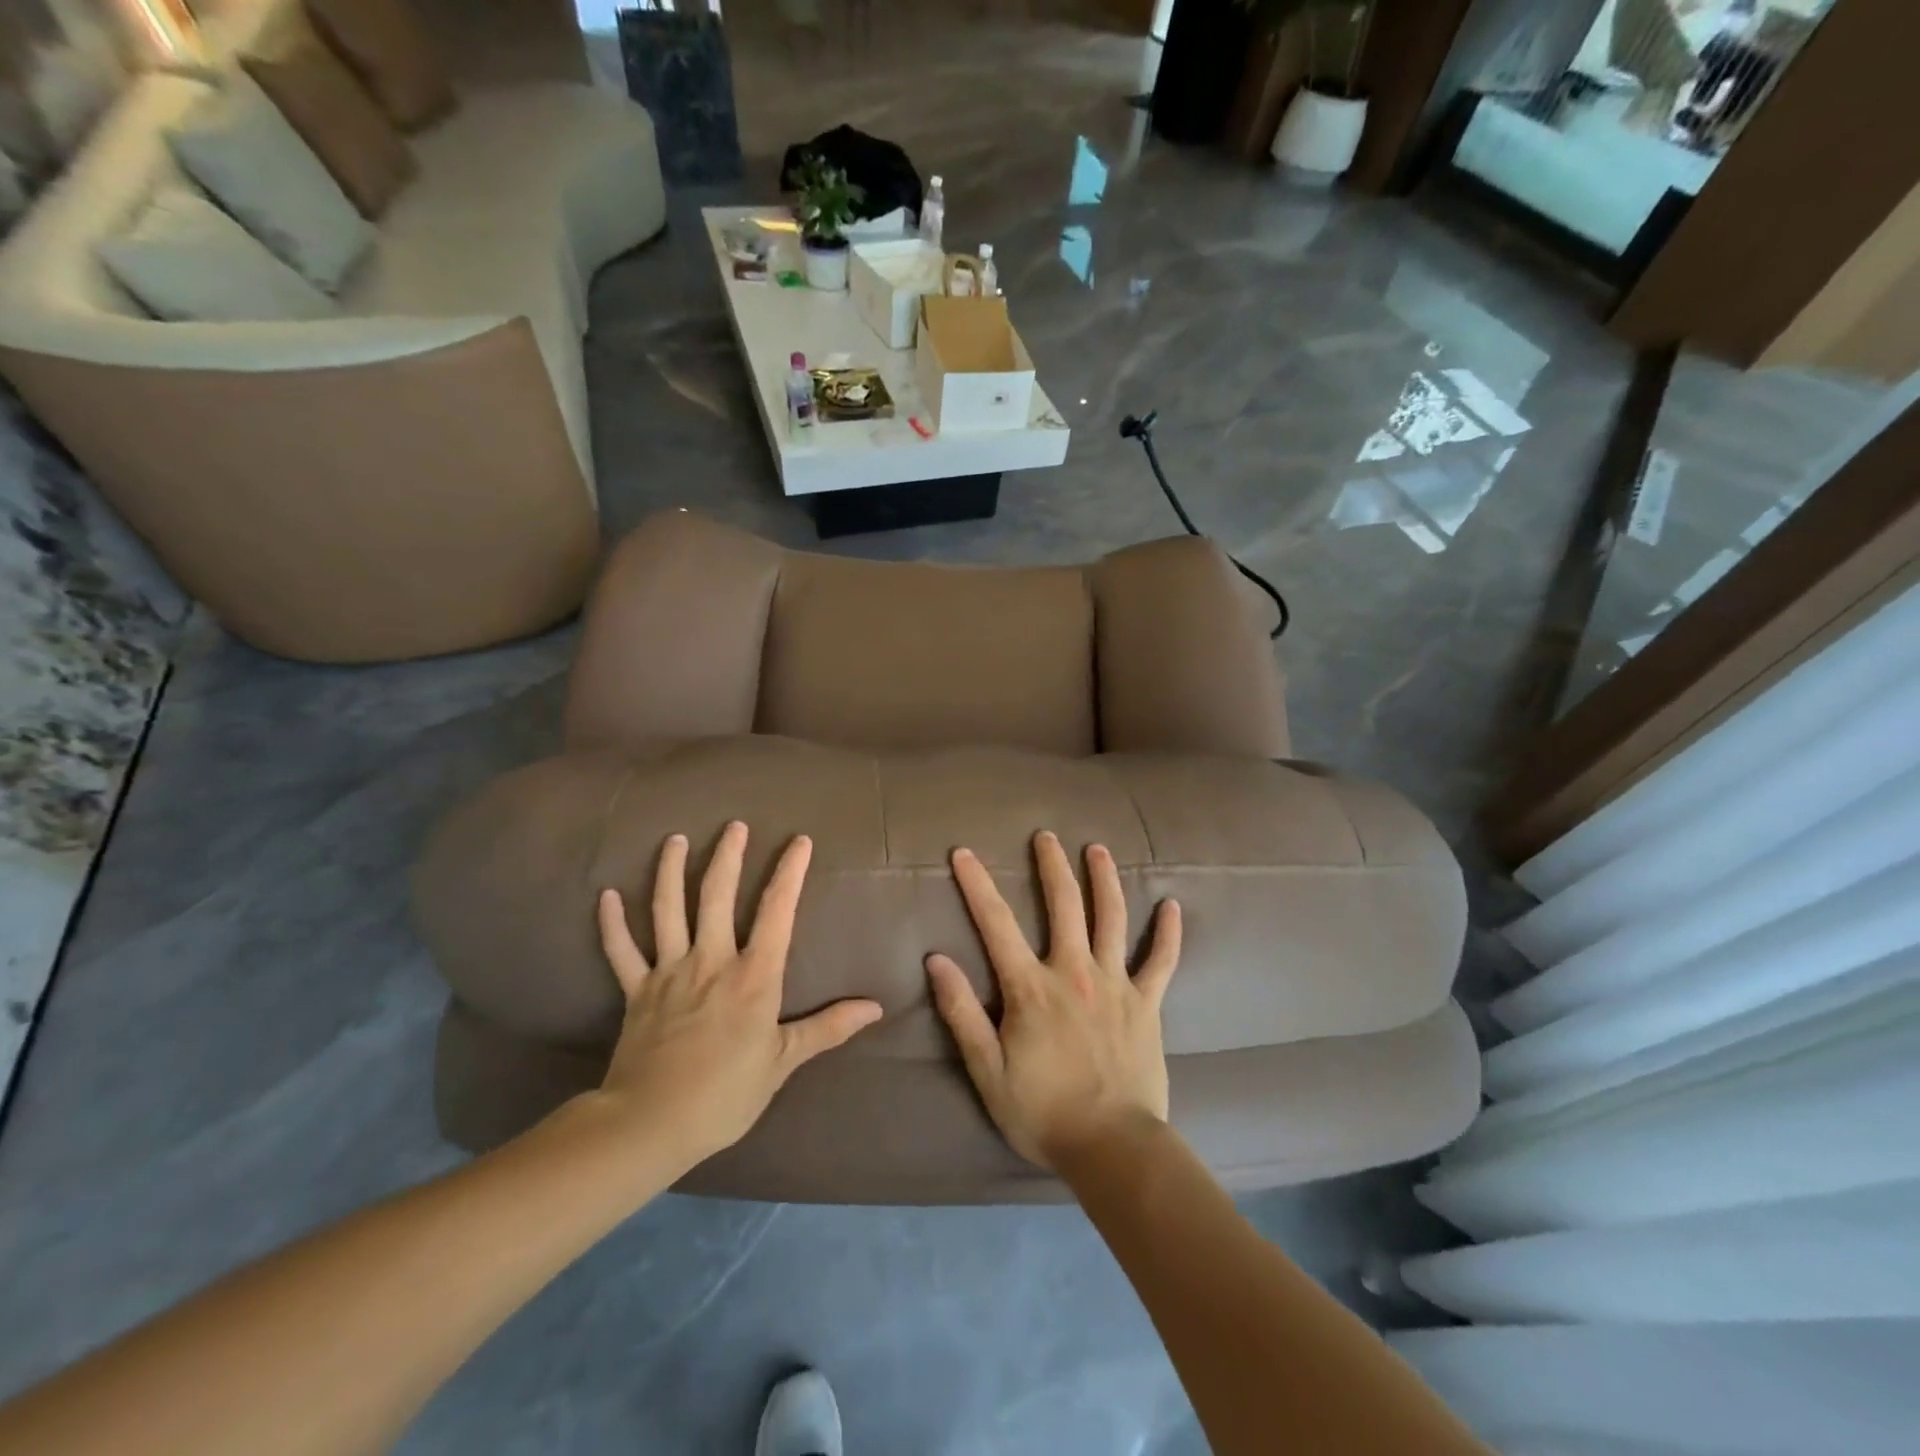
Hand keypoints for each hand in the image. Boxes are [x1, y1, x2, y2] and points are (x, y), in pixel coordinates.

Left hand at [594, 822, 883, 1170]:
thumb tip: (875, 1009)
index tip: (799, 841)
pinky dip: (611, 923)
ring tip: (675, 839)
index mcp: (753, 976)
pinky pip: (620, 950)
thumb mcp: (784, 1062)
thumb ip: (828, 1029)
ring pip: (667, 910)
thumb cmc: (726, 1094)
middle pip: (717, 896)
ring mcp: (668, 972)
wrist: (650, 1124)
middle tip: (734, 826)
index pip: (777, 911)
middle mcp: (710, 961)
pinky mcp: (636, 991)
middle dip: (728, 856)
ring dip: (670, 871)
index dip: (789, 873)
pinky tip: (606, 895)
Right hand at [925, 831, 1181, 1170]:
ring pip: (1111, 918)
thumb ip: (962, 1013)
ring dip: (1104, 880)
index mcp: (1031, 988)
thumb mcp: (987, 1071)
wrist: (1113, 1148)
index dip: (977, 885)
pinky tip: (1171, 905)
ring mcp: (1116, 984)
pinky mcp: (1147, 1003)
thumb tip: (937, 960)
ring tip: (1098, 849)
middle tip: (1046, 836)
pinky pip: (1161, 961)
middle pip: (1063, 905)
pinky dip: (1168, 932)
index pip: (996, 924)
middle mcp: (1074, 972)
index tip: (963, 853)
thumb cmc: (1043, 1113)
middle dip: (1052, 866)